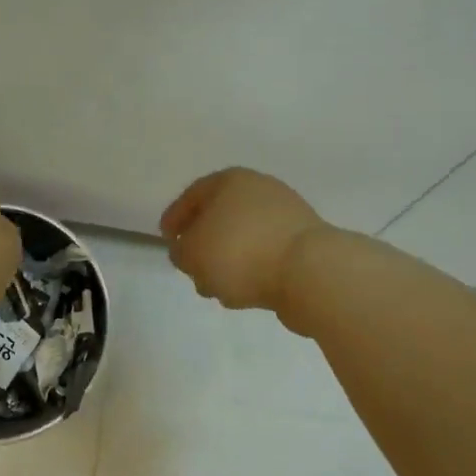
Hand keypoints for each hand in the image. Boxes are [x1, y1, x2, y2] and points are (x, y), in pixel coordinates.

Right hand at [160, 168, 325, 310]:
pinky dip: (251, 271)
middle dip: (202, 245)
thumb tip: (187, 251)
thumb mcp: (191, 252)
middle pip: (219, 217)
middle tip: (190, 268)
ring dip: (225, 263)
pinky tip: (244, 294)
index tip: (165, 240)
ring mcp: (286, 218)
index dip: (175, 218)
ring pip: (242, 240)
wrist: (310, 272)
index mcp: (230, 181)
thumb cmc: (240, 252)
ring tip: (216, 290)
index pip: (193, 195)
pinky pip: (265, 257)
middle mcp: (260, 191)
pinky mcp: (303, 246)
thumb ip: (180, 251)